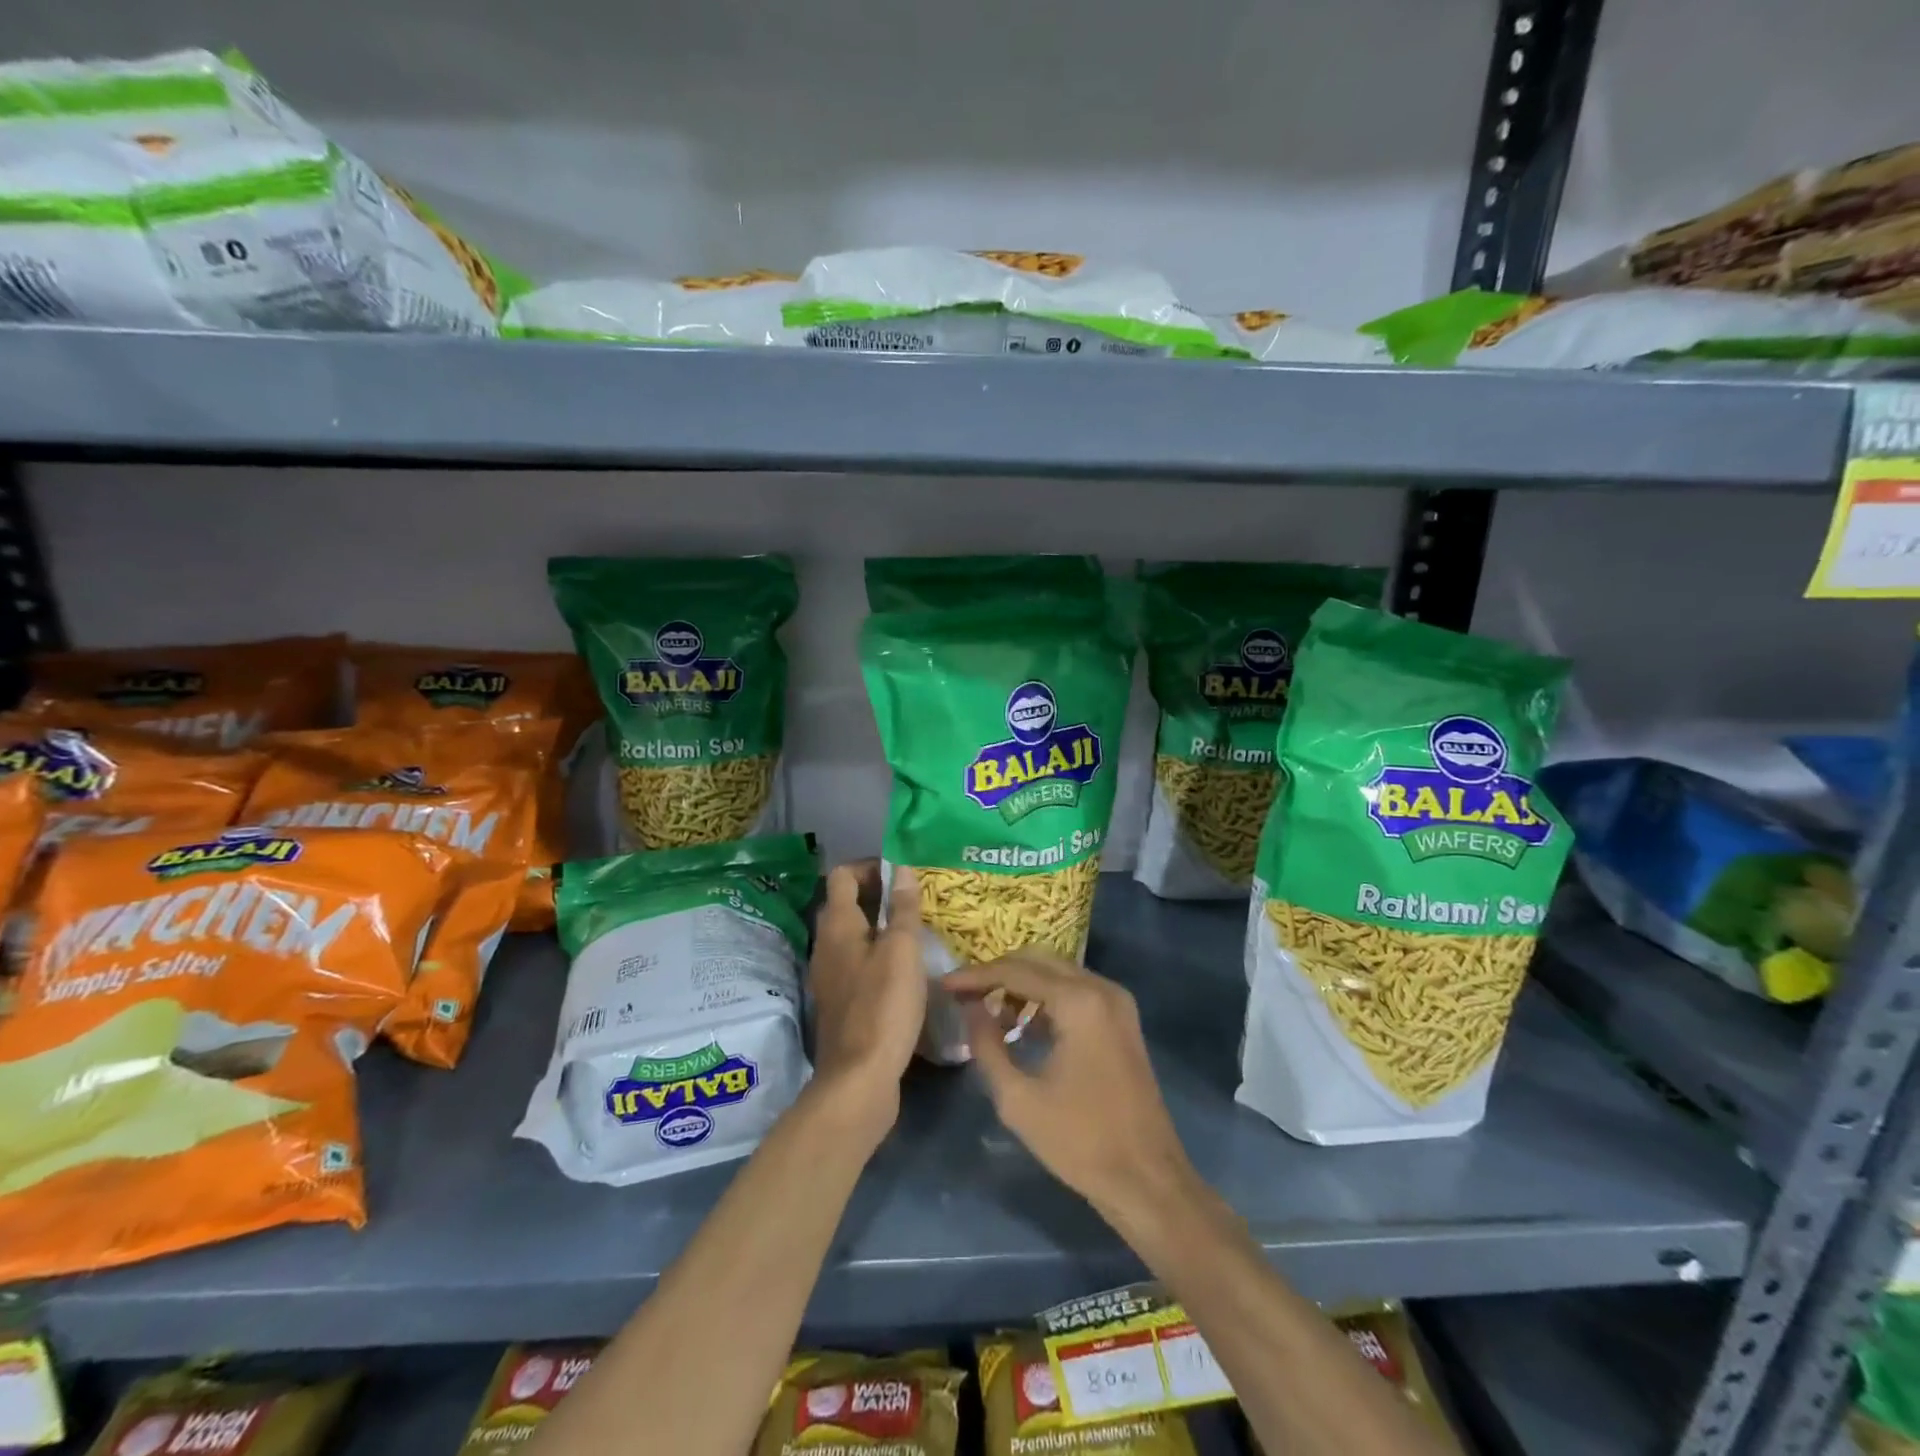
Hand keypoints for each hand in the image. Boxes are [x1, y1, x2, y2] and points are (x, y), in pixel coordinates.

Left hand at [806, 861, 927, 1135]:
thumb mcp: (902, 951)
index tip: (903, 875)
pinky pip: (858, 963)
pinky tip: (906, 970)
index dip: (871, 867)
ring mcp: (830, 976)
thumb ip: (903, 909)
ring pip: (853, 936)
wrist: (859, 1079)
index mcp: (838, 926)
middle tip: (916, 901)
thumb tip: (902, 869)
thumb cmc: (883, 1006)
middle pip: (847, 904)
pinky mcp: (841, 1002)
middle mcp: (826, 945)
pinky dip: (878, 955)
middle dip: (879, 896)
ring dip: (881, 927)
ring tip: (917, 932)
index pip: (843, 875)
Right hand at [946, 951, 1200, 1228]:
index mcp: (1079, 1002)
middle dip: (999, 974)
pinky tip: (1023, 1025)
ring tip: (990, 1013)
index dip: (976, 976)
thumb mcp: (1018, 1099)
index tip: (945, 986)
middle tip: (965, 995)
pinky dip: (1047, 998)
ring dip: (1023, 985)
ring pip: (1058, 972)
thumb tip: (970, 1007)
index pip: (1016, 971)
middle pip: (1038, 961)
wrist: (1147, 1179)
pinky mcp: (1123, 1019)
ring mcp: (1117, 1002)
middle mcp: (1101, 988)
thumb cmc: (1079, 1141)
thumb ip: (986, 1044)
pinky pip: (1076, 990)